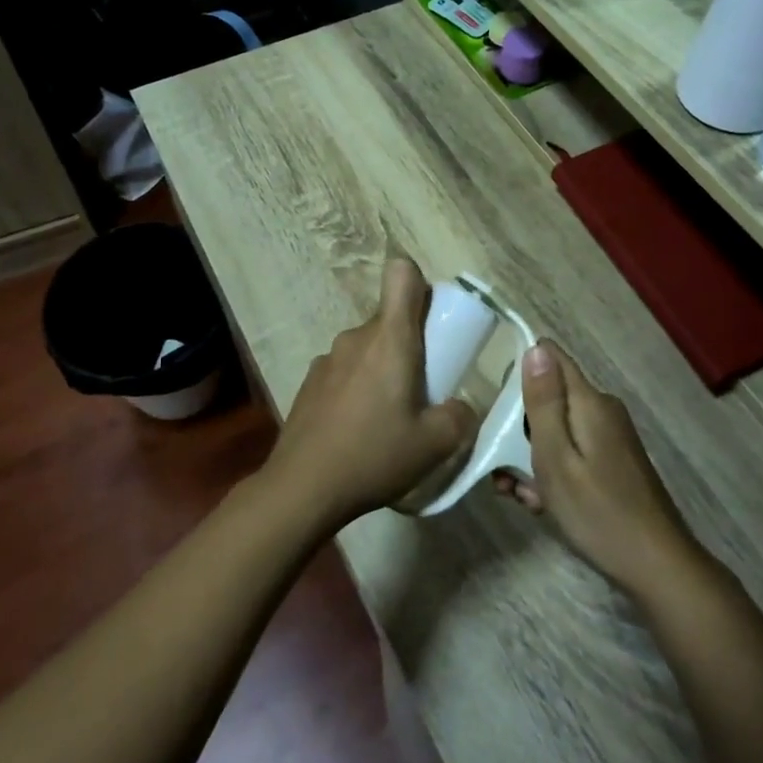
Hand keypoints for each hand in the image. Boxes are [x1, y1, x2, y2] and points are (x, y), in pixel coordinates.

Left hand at [262, 258, 479, 527]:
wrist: (302, 488)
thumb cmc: (374, 456)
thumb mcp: (435, 445)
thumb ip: (460, 417)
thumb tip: (460, 406)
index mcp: (390, 339)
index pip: (401, 274)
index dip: (420, 285)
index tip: (431, 321)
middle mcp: (356, 337)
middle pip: (389, 319)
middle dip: (410, 344)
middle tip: (421, 390)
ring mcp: (327, 359)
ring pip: (367, 347)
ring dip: (381, 369)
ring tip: (386, 418)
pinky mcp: (309, 382)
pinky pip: (345, 370)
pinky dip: (356, 387)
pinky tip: (356, 430)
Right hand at [495, 341, 698, 597]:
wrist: (656, 566)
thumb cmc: (597, 511)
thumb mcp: (556, 457)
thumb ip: (544, 402)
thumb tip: (536, 347)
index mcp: (589, 402)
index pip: (551, 357)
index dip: (520, 371)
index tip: (497, 402)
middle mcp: (602, 410)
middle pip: (550, 398)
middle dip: (520, 426)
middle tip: (503, 467)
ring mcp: (610, 437)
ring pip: (557, 429)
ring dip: (532, 456)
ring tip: (520, 494)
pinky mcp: (613, 461)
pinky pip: (572, 451)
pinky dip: (553, 470)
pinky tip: (542, 502)